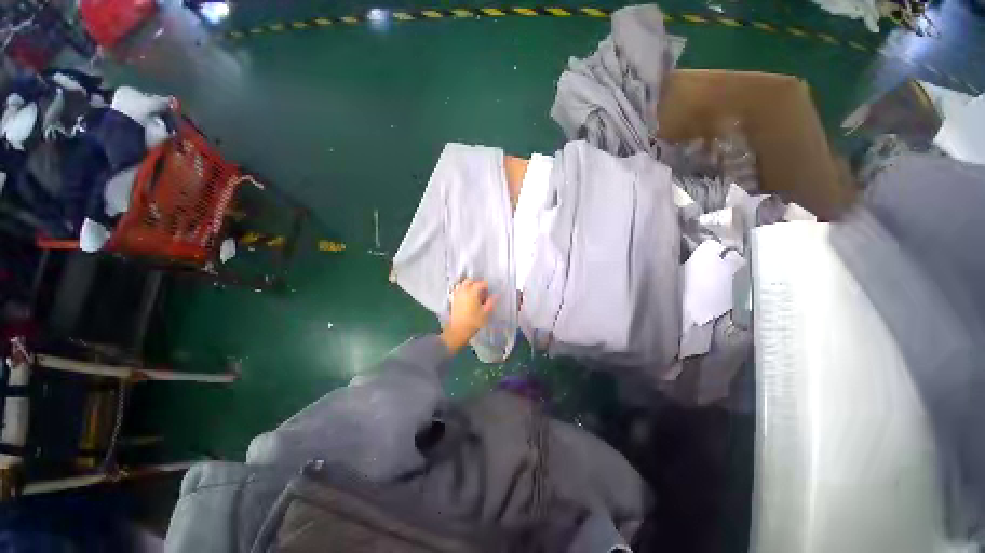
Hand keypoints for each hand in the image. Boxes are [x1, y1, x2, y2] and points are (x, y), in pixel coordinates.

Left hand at [440, 278, 496, 353]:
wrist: (458, 330)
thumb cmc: (474, 321)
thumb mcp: (486, 312)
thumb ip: (491, 302)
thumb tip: (496, 295)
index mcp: (472, 291)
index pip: (481, 283)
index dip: (487, 286)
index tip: (490, 292)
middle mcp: (463, 290)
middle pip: (470, 281)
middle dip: (477, 284)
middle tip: (483, 292)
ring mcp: (457, 294)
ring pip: (463, 285)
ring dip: (469, 286)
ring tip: (475, 295)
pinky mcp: (453, 300)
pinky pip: (458, 291)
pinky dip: (463, 291)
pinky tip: (467, 298)